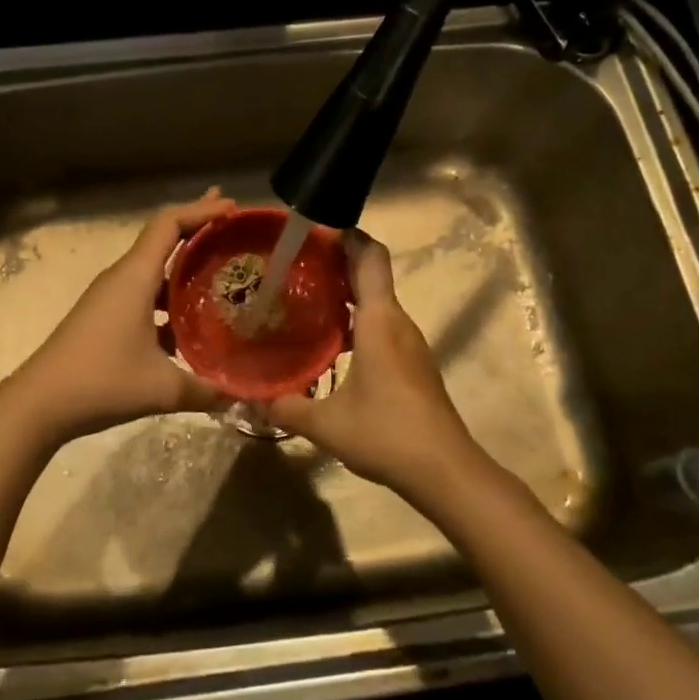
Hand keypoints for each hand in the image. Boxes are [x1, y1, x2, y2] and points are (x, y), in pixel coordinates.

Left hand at [2, 189, 235, 442]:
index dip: (202, 210)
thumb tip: (240, 396)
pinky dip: (169, 296)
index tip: (233, 207)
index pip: (169, 224)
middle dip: (197, 226)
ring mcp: (110, 297)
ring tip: (219, 270)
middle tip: (233, 222)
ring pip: (153, 269)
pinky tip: (190, 322)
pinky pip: (144, 293)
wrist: (39, 404)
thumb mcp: (162, 389)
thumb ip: (206, 391)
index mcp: (135, 277)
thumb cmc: (101, 382)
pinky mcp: (104, 317)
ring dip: (184, 265)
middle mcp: (122, 278)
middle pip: (162, 238)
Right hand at [263, 230, 489, 500]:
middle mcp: (398, 323)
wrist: (445, 470)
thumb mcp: (326, 423)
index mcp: (380, 320)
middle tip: (294, 266)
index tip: (315, 229)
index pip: (369, 257)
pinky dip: (356, 323)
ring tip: (304, 302)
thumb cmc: (386, 432)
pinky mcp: (413, 365)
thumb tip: (252, 401)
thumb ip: (287, 406)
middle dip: (336, 265)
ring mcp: (410, 344)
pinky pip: (382, 328)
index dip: (346, 236)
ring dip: (345, 297)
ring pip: (376, 305)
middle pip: (371, 277)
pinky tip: (330, 345)